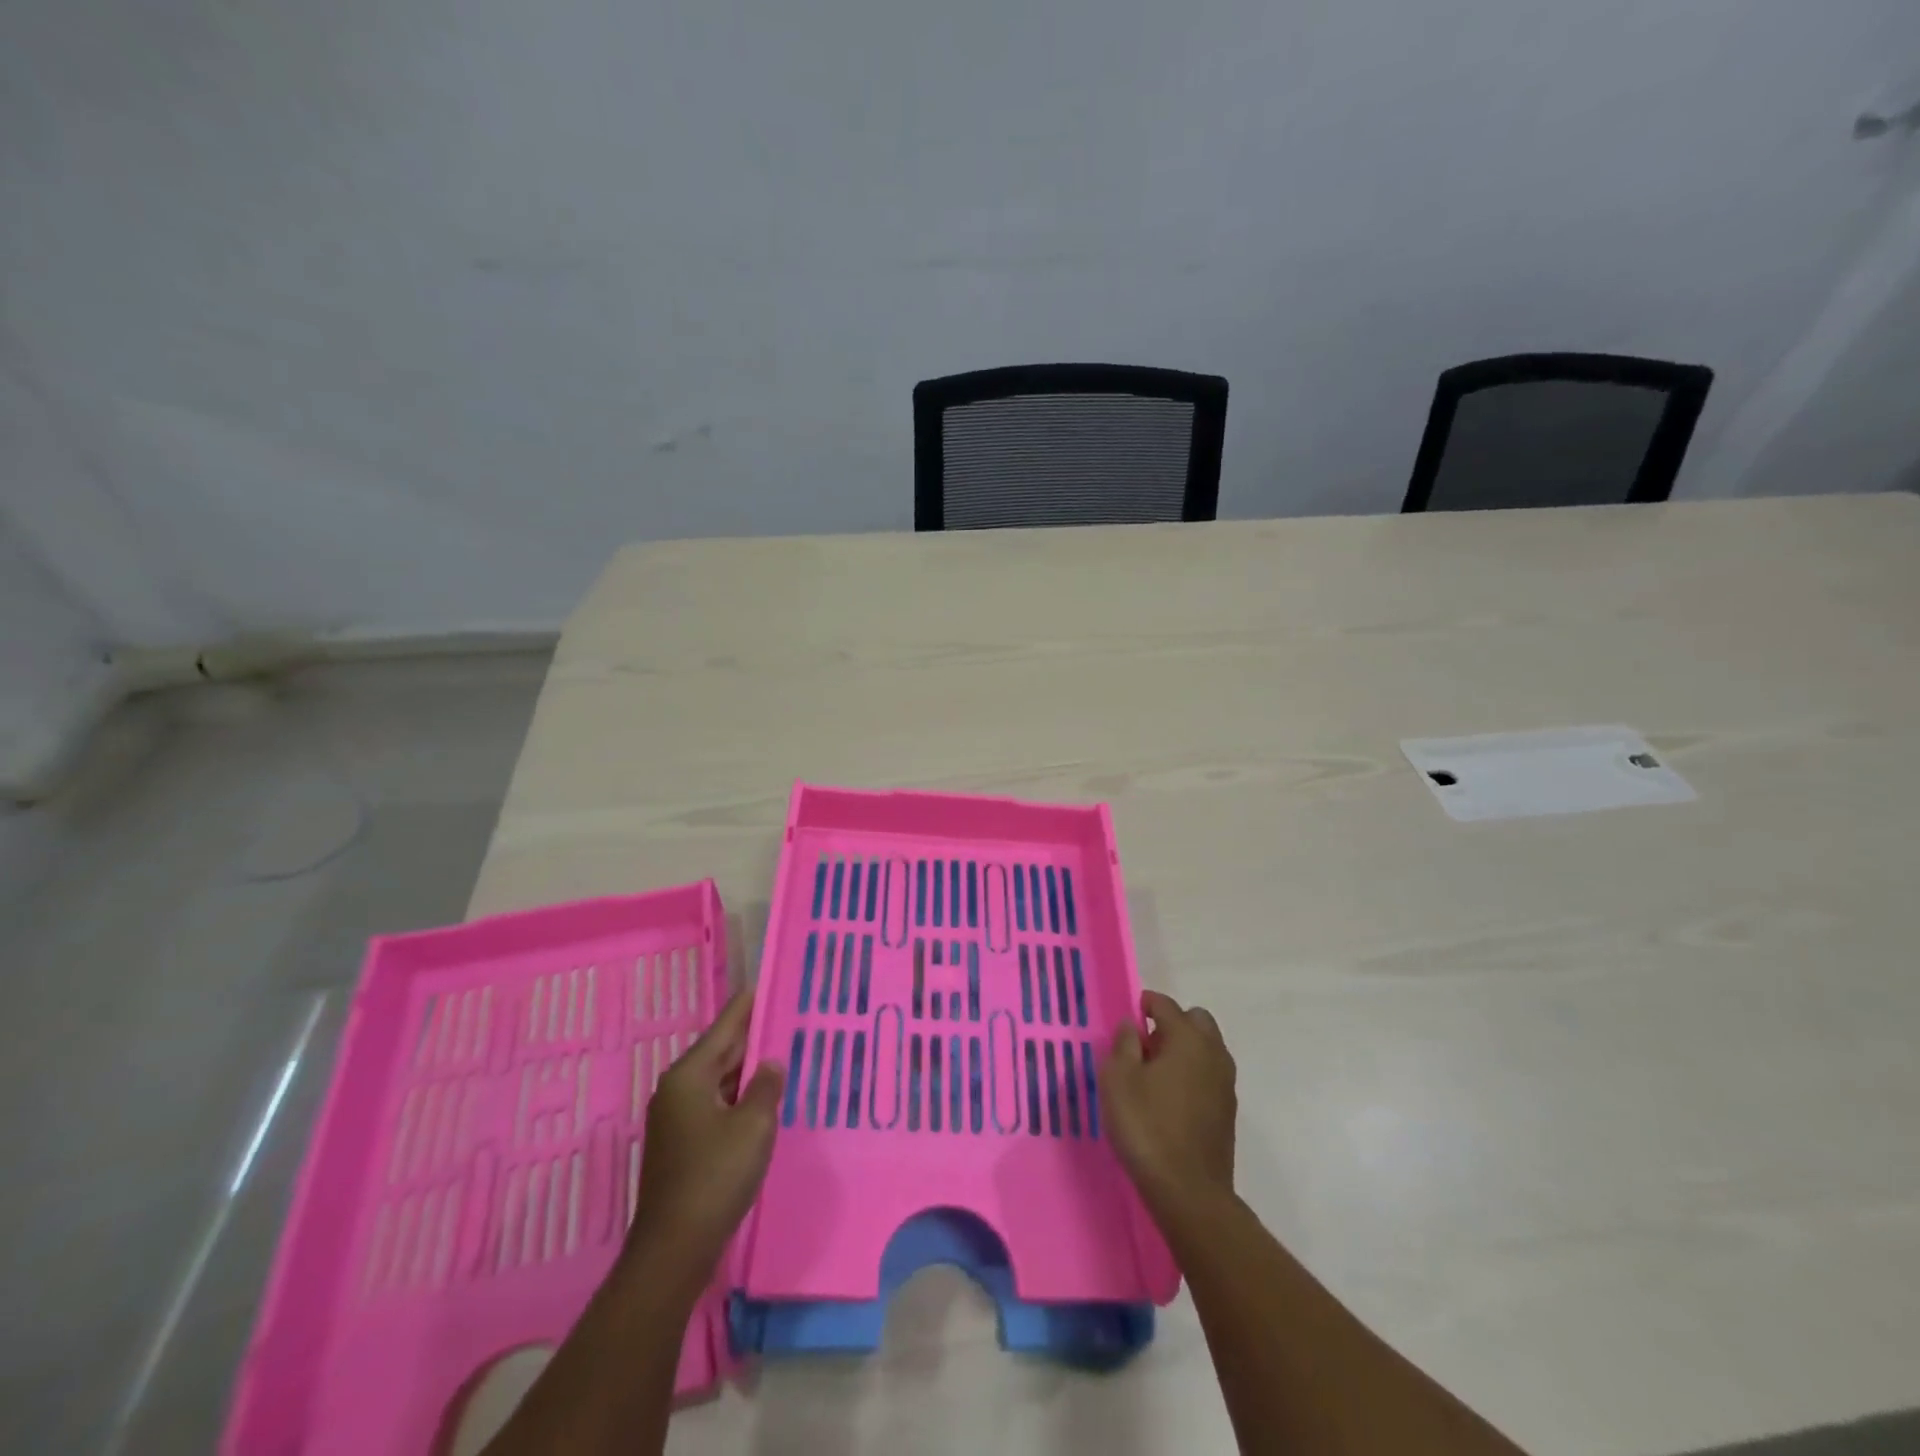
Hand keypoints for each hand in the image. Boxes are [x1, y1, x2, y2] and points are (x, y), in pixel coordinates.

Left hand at [628, 990, 784, 1276]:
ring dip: (747, 1069)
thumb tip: (771, 1063)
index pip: (724, 1027)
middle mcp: (677, 1090)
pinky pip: (716, 1104)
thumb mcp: (753, 1125)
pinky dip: (738, 1096)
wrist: (674, 1248)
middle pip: (720, 1051)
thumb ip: (766, 1086)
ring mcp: (676, 1119)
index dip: (747, 1005)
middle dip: (752, 1036)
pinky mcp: (682, 1144)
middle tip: (785, 1016)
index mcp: (689, 1076)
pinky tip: (763, 1098)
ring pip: (719, 1080)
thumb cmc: (715, 1176)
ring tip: (782, 1052)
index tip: (766, 982)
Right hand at [1101, 990, 1236, 1211]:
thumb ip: (1123, 1045)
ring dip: (1185, 1049)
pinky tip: (1171, 1097)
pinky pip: (1209, 1074)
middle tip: (1146, 1044)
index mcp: (1187, 1038)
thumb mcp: (1118, 1080)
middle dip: (1172, 1023)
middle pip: (1196, 1020)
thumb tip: (1133, 1025)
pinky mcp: (1228, 1111)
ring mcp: (1225, 1083)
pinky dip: (1193, 1073)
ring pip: (1207, 1048)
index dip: (1146, 1004)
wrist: (1188, 1191)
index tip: (1130, 1014)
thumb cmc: (1146, 1126)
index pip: (1166, 1005)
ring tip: (1155, 1072)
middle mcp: (1213, 1053)